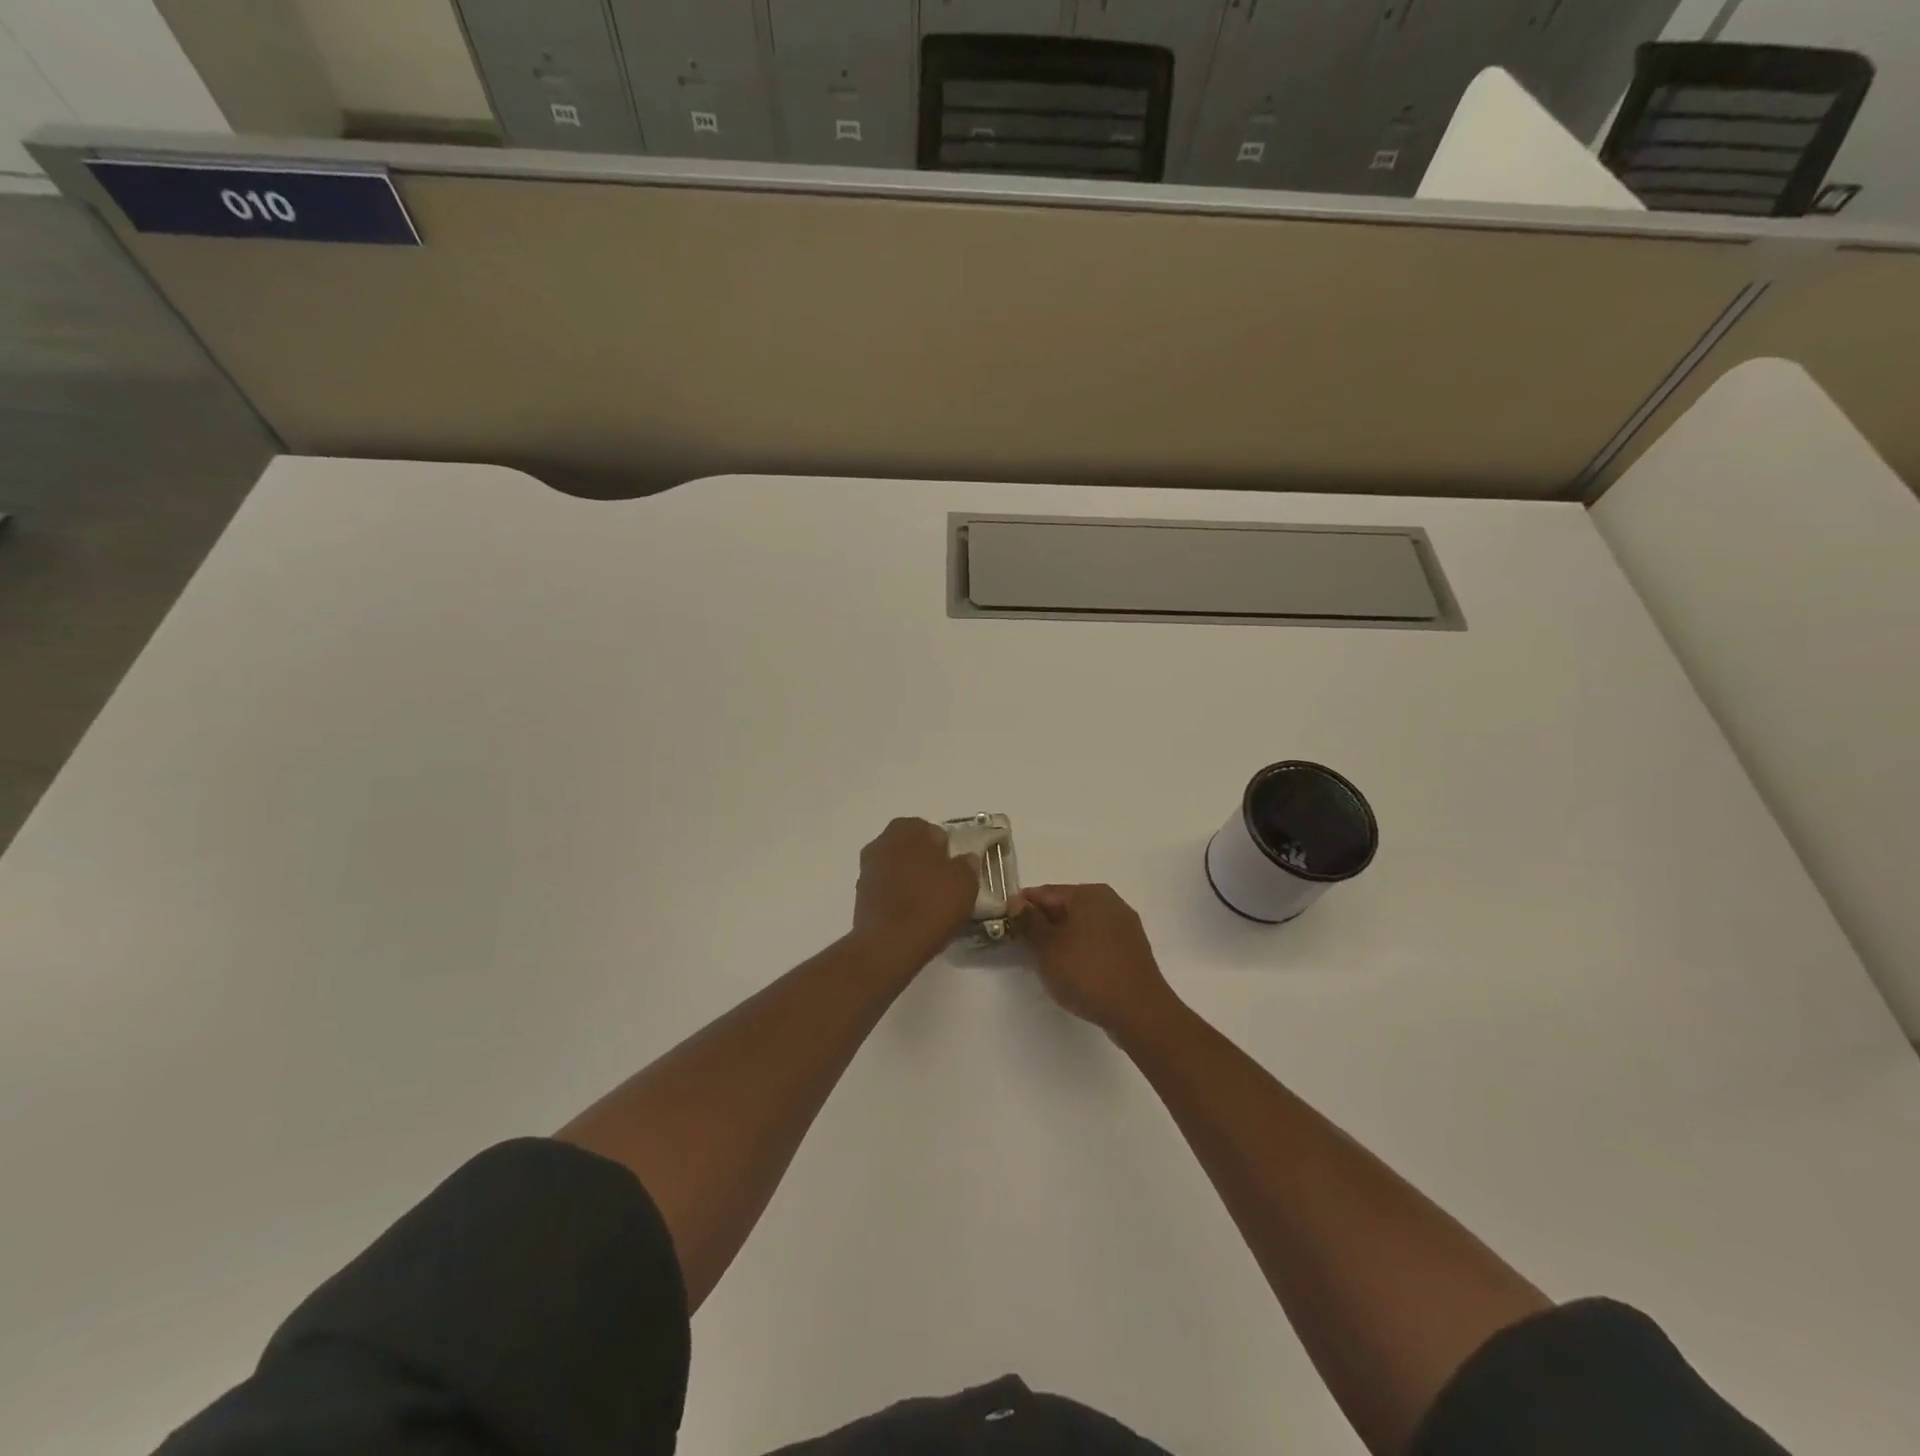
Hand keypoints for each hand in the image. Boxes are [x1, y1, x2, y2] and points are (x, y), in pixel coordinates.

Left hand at [852, 818, 980, 965]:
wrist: (889, 944)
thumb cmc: (931, 903)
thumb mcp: (965, 882)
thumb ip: (967, 865)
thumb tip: (966, 859)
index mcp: (907, 829)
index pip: (932, 831)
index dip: (946, 849)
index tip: (956, 868)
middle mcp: (882, 842)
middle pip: (911, 848)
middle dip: (926, 861)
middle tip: (945, 884)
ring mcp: (867, 868)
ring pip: (897, 867)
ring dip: (911, 878)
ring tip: (929, 902)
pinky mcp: (860, 895)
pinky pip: (887, 888)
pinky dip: (898, 895)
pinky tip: (912, 914)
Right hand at [1016, 884, 1178, 1037]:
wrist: (1140, 1012)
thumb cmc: (1088, 973)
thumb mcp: (1047, 947)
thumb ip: (1029, 922)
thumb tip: (1016, 902)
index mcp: (1089, 894)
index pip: (1045, 892)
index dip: (1021, 908)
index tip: (1003, 925)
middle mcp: (1110, 902)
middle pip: (1065, 907)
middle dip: (1042, 924)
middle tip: (1021, 946)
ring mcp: (1124, 926)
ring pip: (1081, 925)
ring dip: (1060, 939)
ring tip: (1044, 962)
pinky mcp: (1132, 950)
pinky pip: (1096, 942)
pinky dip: (1080, 950)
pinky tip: (1072, 970)